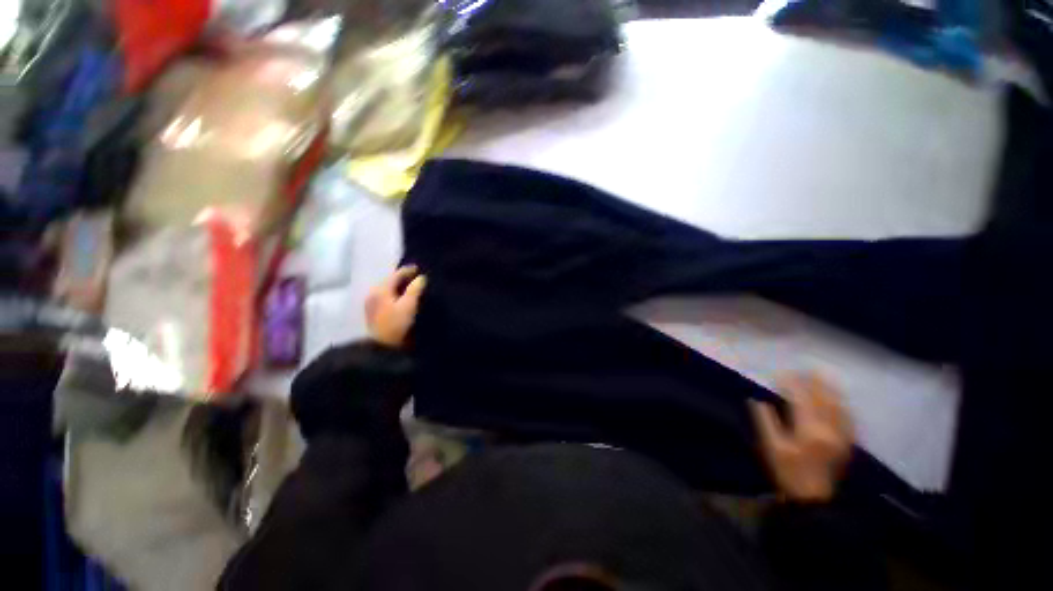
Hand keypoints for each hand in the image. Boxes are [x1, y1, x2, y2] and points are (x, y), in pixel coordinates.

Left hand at [365, 266, 426, 347]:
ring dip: (400, 287)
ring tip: (413, 288)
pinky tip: (404, 299)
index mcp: (381, 289)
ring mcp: (372, 303)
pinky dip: (396, 295)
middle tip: (418, 278)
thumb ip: (415, 289)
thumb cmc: (397, 324)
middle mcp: (374, 293)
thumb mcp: (409, 305)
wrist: (383, 348)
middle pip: (391, 281)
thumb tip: (421, 278)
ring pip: (389, 289)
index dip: (409, 270)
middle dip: (404, 278)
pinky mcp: (374, 312)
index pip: (396, 274)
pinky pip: (387, 297)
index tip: (421, 269)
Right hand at [749, 373, 853, 502]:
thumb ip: (765, 422)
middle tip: (805, 369)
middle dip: (815, 382)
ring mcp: (841, 436)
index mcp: (809, 430)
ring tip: (822, 378)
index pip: (801, 399)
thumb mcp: (772, 447)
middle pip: (824, 400)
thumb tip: (757, 401)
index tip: (781, 374)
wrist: (814, 498)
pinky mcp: (847, 443)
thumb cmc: (788, 471)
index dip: (792, 384)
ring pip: (839, 407)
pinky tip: (838, 400)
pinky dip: (842, 405)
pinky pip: (848, 418)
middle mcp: (829, 430)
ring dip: (831, 390)